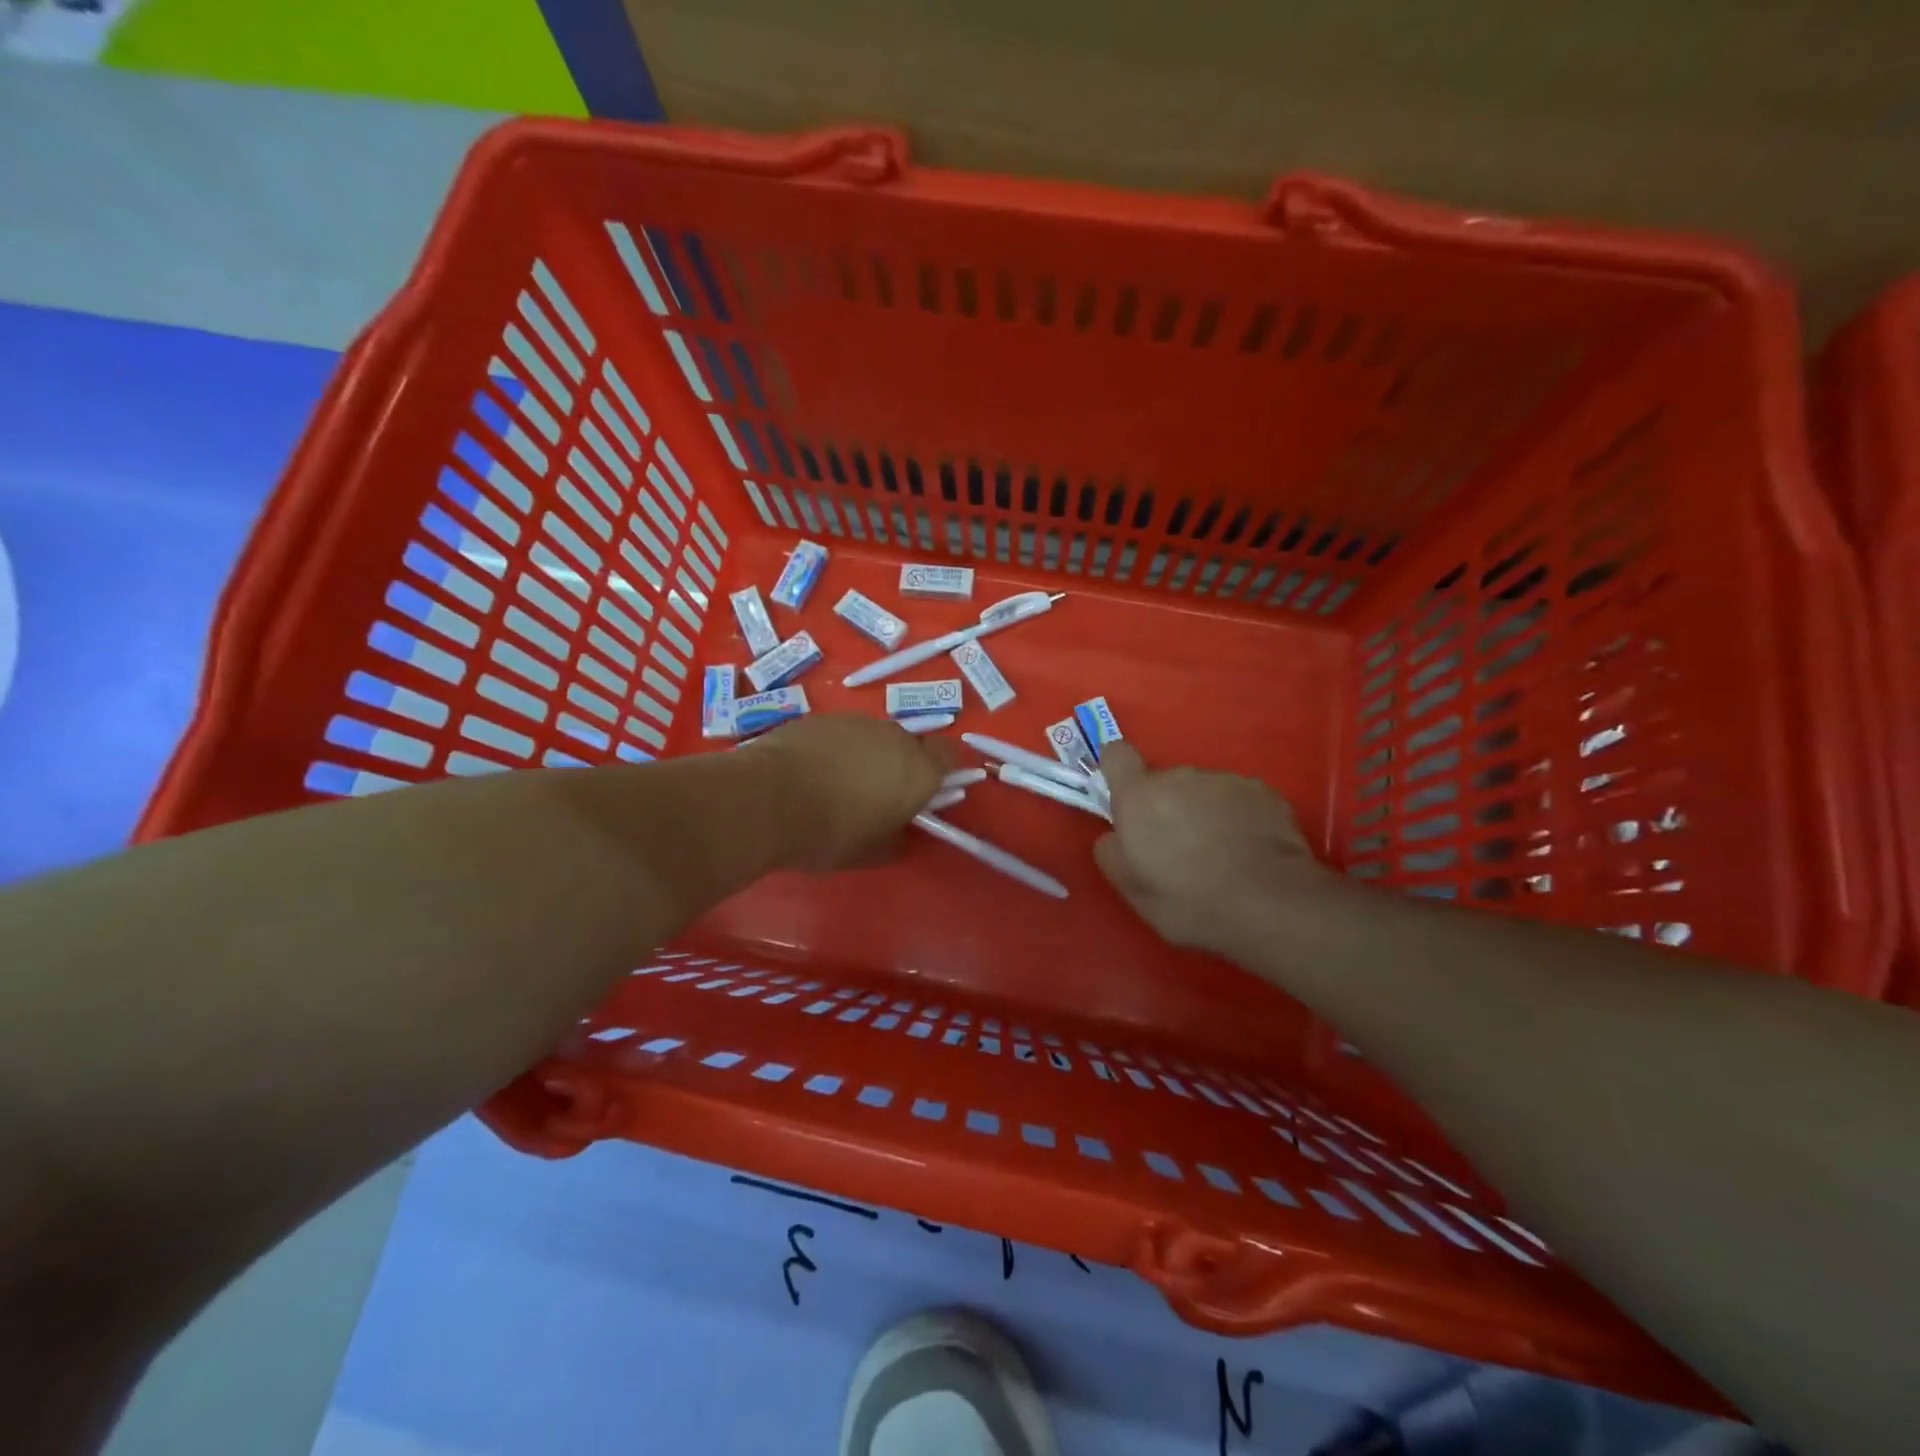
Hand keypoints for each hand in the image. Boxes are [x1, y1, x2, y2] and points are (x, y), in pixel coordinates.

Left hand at [752, 714, 947, 872]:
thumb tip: (899, 831)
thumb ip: (896, 838)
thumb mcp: (871, 852)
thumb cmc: (830, 832)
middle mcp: (895, 737)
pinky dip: (836, 749)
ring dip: (866, 755)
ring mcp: (857, 722)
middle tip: (876, 795)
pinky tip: (811, 771)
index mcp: (919, 770)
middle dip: (899, 765)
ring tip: (836, 784)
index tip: (924, 791)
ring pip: (874, 737)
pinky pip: (842, 733)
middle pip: (909, 745)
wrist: (766, 799)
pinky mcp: (822, 717)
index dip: (941, 770)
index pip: (949, 755)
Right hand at [1094, 743, 1331, 953]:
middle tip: (1177, 847)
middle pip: (1164, 781)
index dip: (1117, 770)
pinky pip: (1238, 799)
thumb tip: (1114, 836)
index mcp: (1139, 796)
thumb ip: (1111, 852)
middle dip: (1166, 805)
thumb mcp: (1131, 889)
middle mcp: (1180, 777)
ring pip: (1203, 791)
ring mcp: (1225, 781)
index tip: (1123, 794)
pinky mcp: (1263, 792)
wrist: (1269, 905)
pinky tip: (1249, 851)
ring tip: (1219, 853)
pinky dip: (1238, 817)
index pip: (1116, 754)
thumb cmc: (1188, 901)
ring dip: (1203, 811)